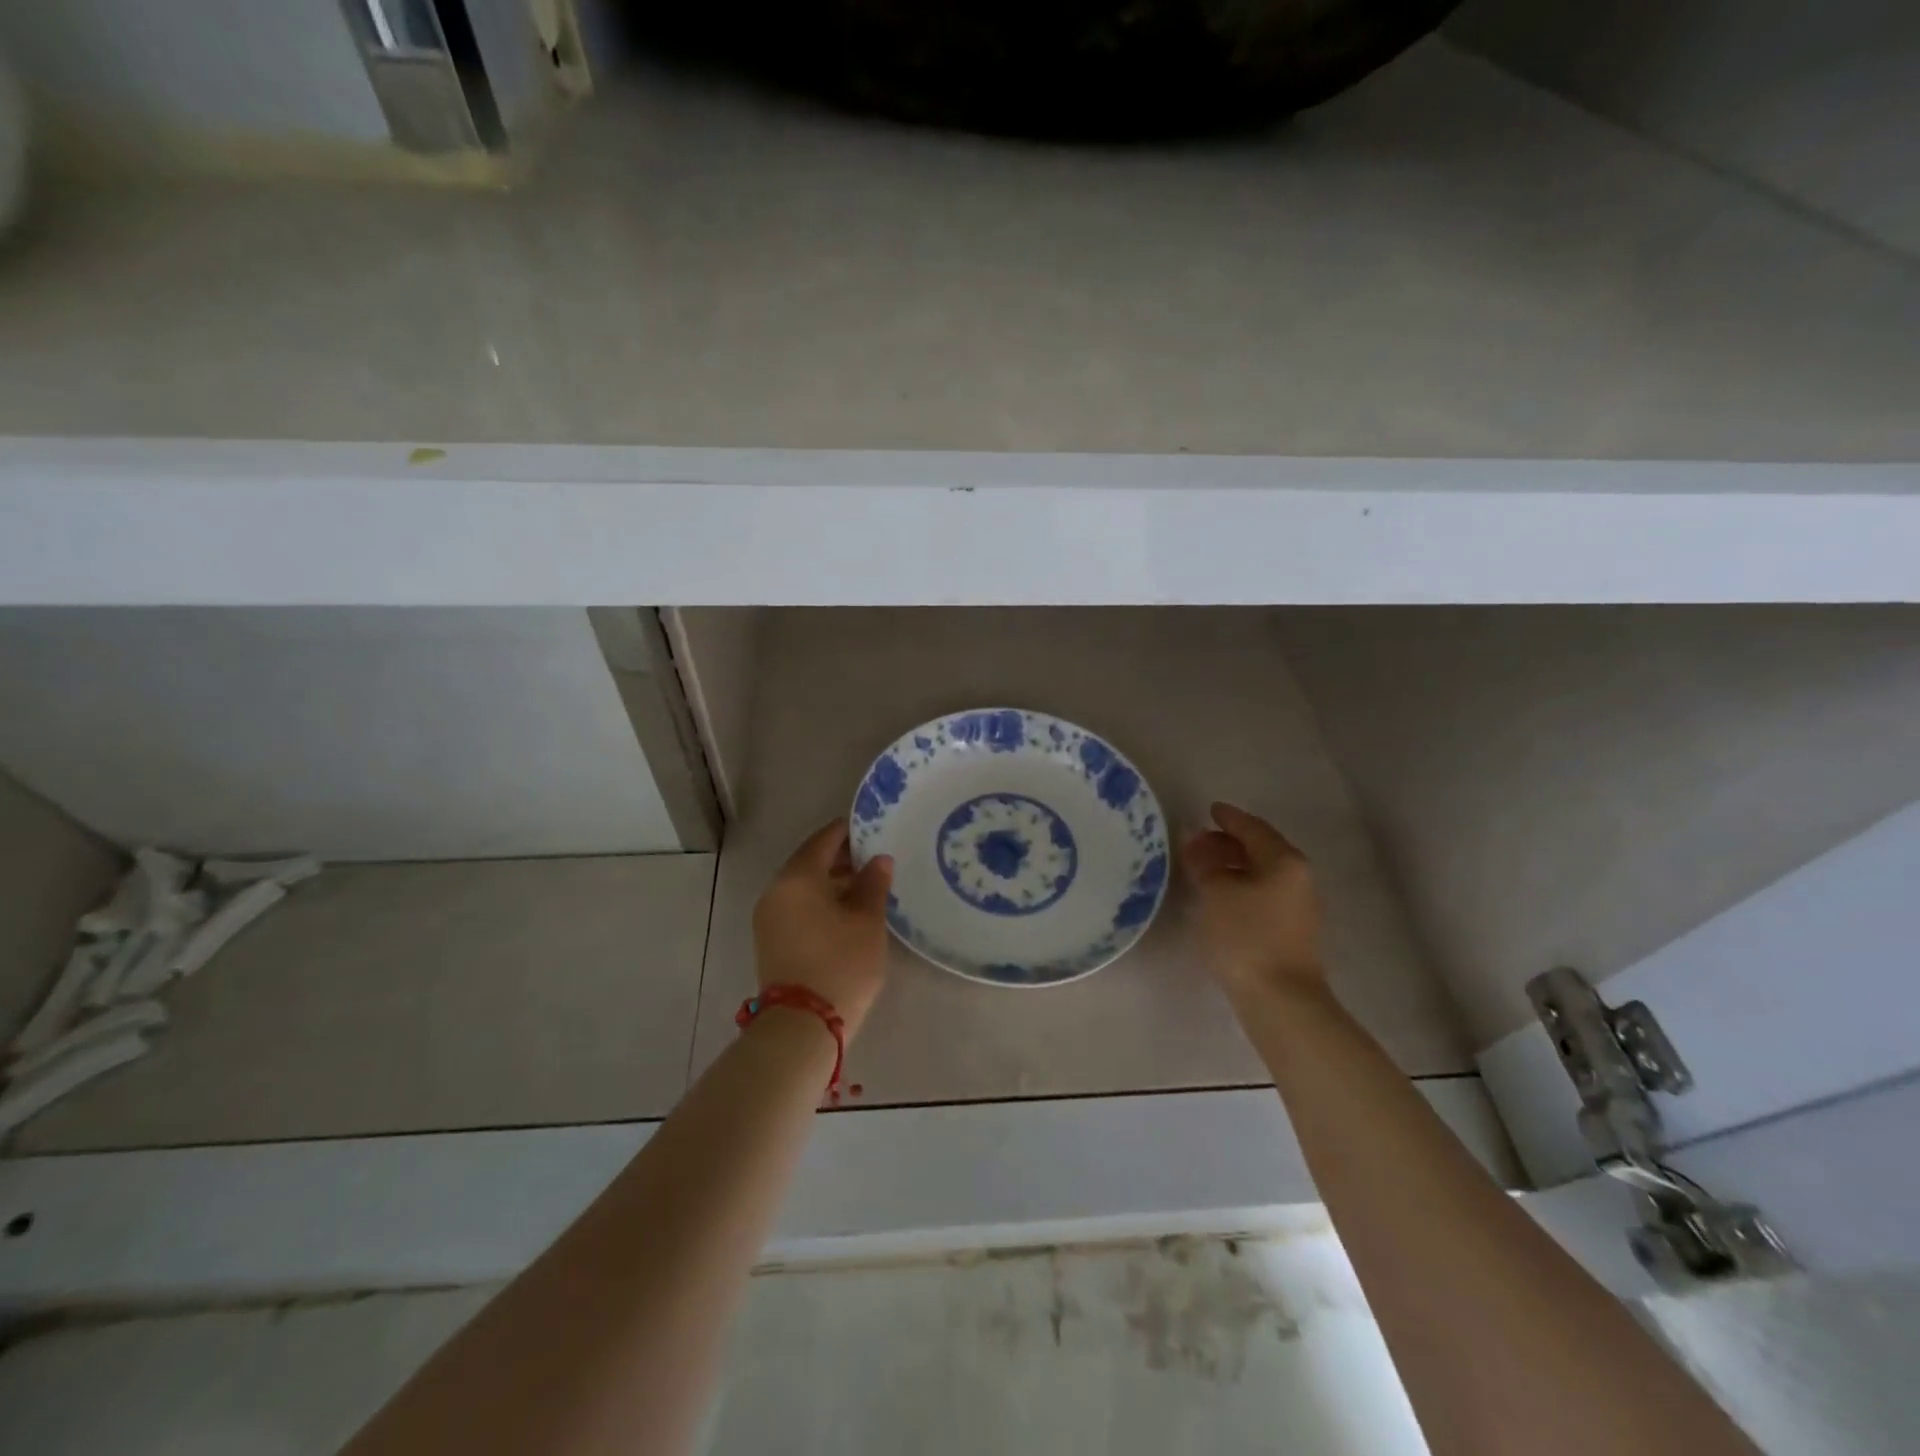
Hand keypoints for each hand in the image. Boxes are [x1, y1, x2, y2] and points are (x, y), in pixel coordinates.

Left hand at [752, 820, 894, 1038]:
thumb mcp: (867, 922)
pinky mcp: (770, 940)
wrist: (802, 1025)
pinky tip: (845, 911)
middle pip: (810, 862)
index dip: (848, 832)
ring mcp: (769, 916)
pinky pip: (796, 906)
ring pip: (802, 886)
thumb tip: (878, 860)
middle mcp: (776, 890)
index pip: (823, 840)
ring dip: (830, 881)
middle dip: (841, 858)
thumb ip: (873, 884)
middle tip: (874, 858)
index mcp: (798, 877)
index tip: (872, 828)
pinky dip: (819, 901)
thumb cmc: (841, 964)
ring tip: (865, 886)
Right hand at [1182, 802, 1325, 1003]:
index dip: (1229, 818)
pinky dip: (1241, 886)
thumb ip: (1203, 862)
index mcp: (1284, 861)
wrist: (1281, 1000)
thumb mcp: (1215, 893)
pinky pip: (1264, 894)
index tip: (1210, 810)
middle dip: (1229, 842)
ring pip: (1263, 873)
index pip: (1253, 828)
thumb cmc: (1246, 937)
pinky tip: (1220, 897)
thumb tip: (1193, 838)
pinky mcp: (1292, 931)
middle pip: (1261, 849)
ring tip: (1204, 869)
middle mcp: (1299, 878)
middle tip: (1199, 841)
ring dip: (1234, 866)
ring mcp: (1299, 906)